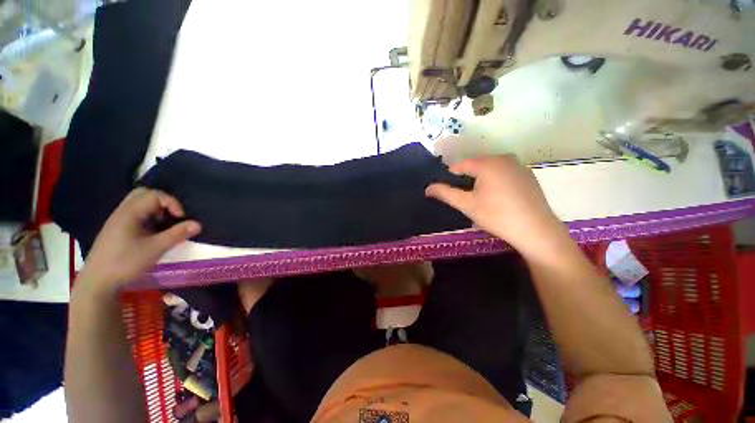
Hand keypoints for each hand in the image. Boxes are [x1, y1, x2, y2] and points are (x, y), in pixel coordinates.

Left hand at [76, 188, 200, 292]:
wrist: (97, 282)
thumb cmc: (126, 263)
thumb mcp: (155, 249)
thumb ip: (177, 234)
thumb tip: (198, 224)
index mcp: (130, 213)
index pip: (155, 195)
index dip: (172, 203)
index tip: (181, 218)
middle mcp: (122, 212)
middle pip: (144, 194)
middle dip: (163, 202)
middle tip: (172, 217)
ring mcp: (117, 220)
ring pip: (138, 204)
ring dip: (156, 210)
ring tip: (163, 225)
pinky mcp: (116, 230)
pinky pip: (135, 214)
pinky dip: (148, 217)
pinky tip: (152, 233)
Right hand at [426, 155, 565, 255]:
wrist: (536, 230)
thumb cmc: (496, 215)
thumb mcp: (466, 204)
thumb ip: (445, 193)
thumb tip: (427, 188)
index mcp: (487, 163)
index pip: (460, 165)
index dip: (450, 177)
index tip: (447, 191)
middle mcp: (504, 158)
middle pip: (475, 166)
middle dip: (466, 179)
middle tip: (464, 197)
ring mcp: (518, 166)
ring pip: (490, 170)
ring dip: (480, 181)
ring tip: (479, 199)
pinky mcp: (528, 175)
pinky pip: (504, 174)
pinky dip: (495, 182)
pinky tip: (497, 198)